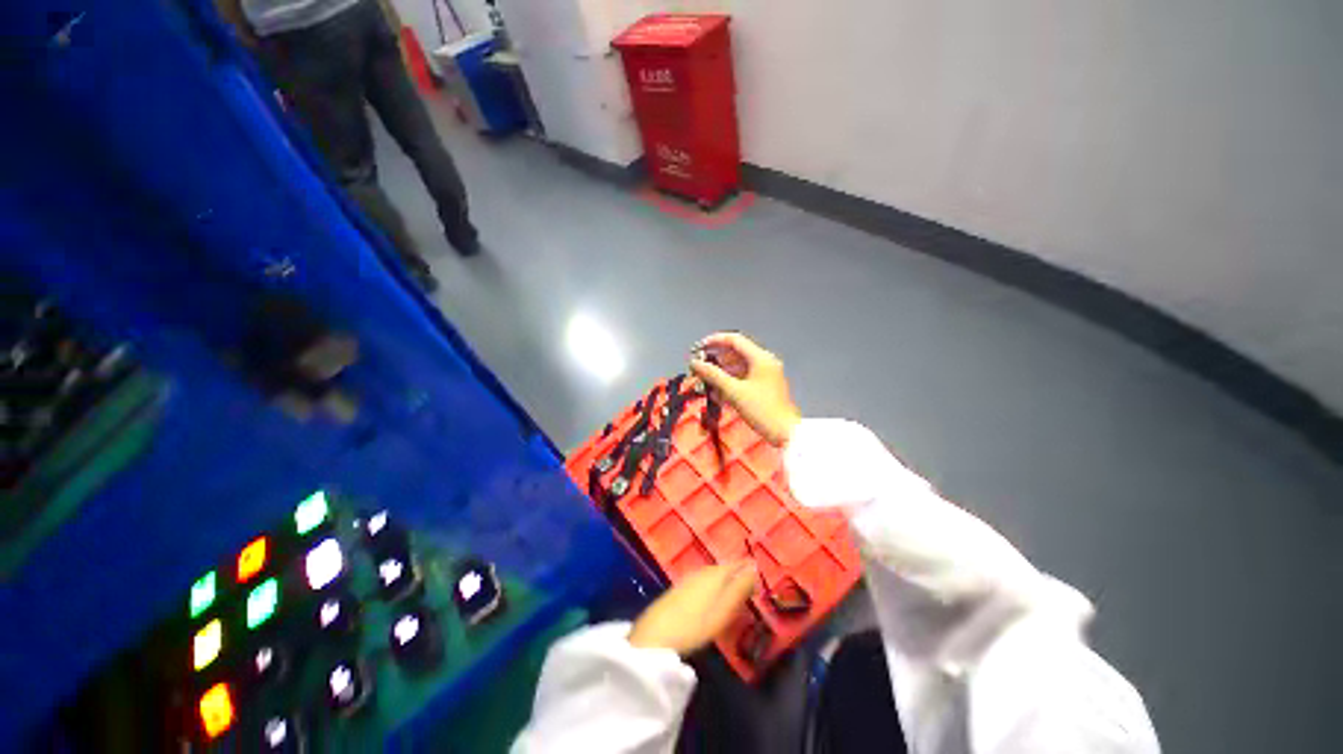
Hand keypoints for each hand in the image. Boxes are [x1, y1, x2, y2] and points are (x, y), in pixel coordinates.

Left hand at [629, 562, 757, 654]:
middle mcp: (702, 571)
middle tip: (749, 586)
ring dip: (723, 580)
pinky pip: (702, 581)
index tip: (759, 576)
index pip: (735, 564)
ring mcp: (688, 579)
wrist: (656, 635)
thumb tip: (754, 569)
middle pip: (723, 568)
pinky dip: (711, 586)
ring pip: (711, 575)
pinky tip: (711, 598)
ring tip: (733, 592)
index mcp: (715, 574)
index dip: (748, 569)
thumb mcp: (723, 610)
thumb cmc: (696, 625)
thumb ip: (739, 589)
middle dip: (736, 574)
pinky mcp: (679, 590)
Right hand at [689, 332, 800, 446]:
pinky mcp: (763, 387)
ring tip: (704, 383)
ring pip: (738, 368)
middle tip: (699, 368)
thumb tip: (695, 363)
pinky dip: (729, 383)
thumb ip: (713, 375)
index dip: (714, 341)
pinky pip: (743, 379)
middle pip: (735, 353)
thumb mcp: (734, 392)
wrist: (785, 433)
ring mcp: (765, 375)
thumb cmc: (762, 410)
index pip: (734, 340)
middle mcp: (764, 362)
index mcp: (760, 358)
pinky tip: (717, 394)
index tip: (698, 348)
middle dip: (715, 360)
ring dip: (720, 374)